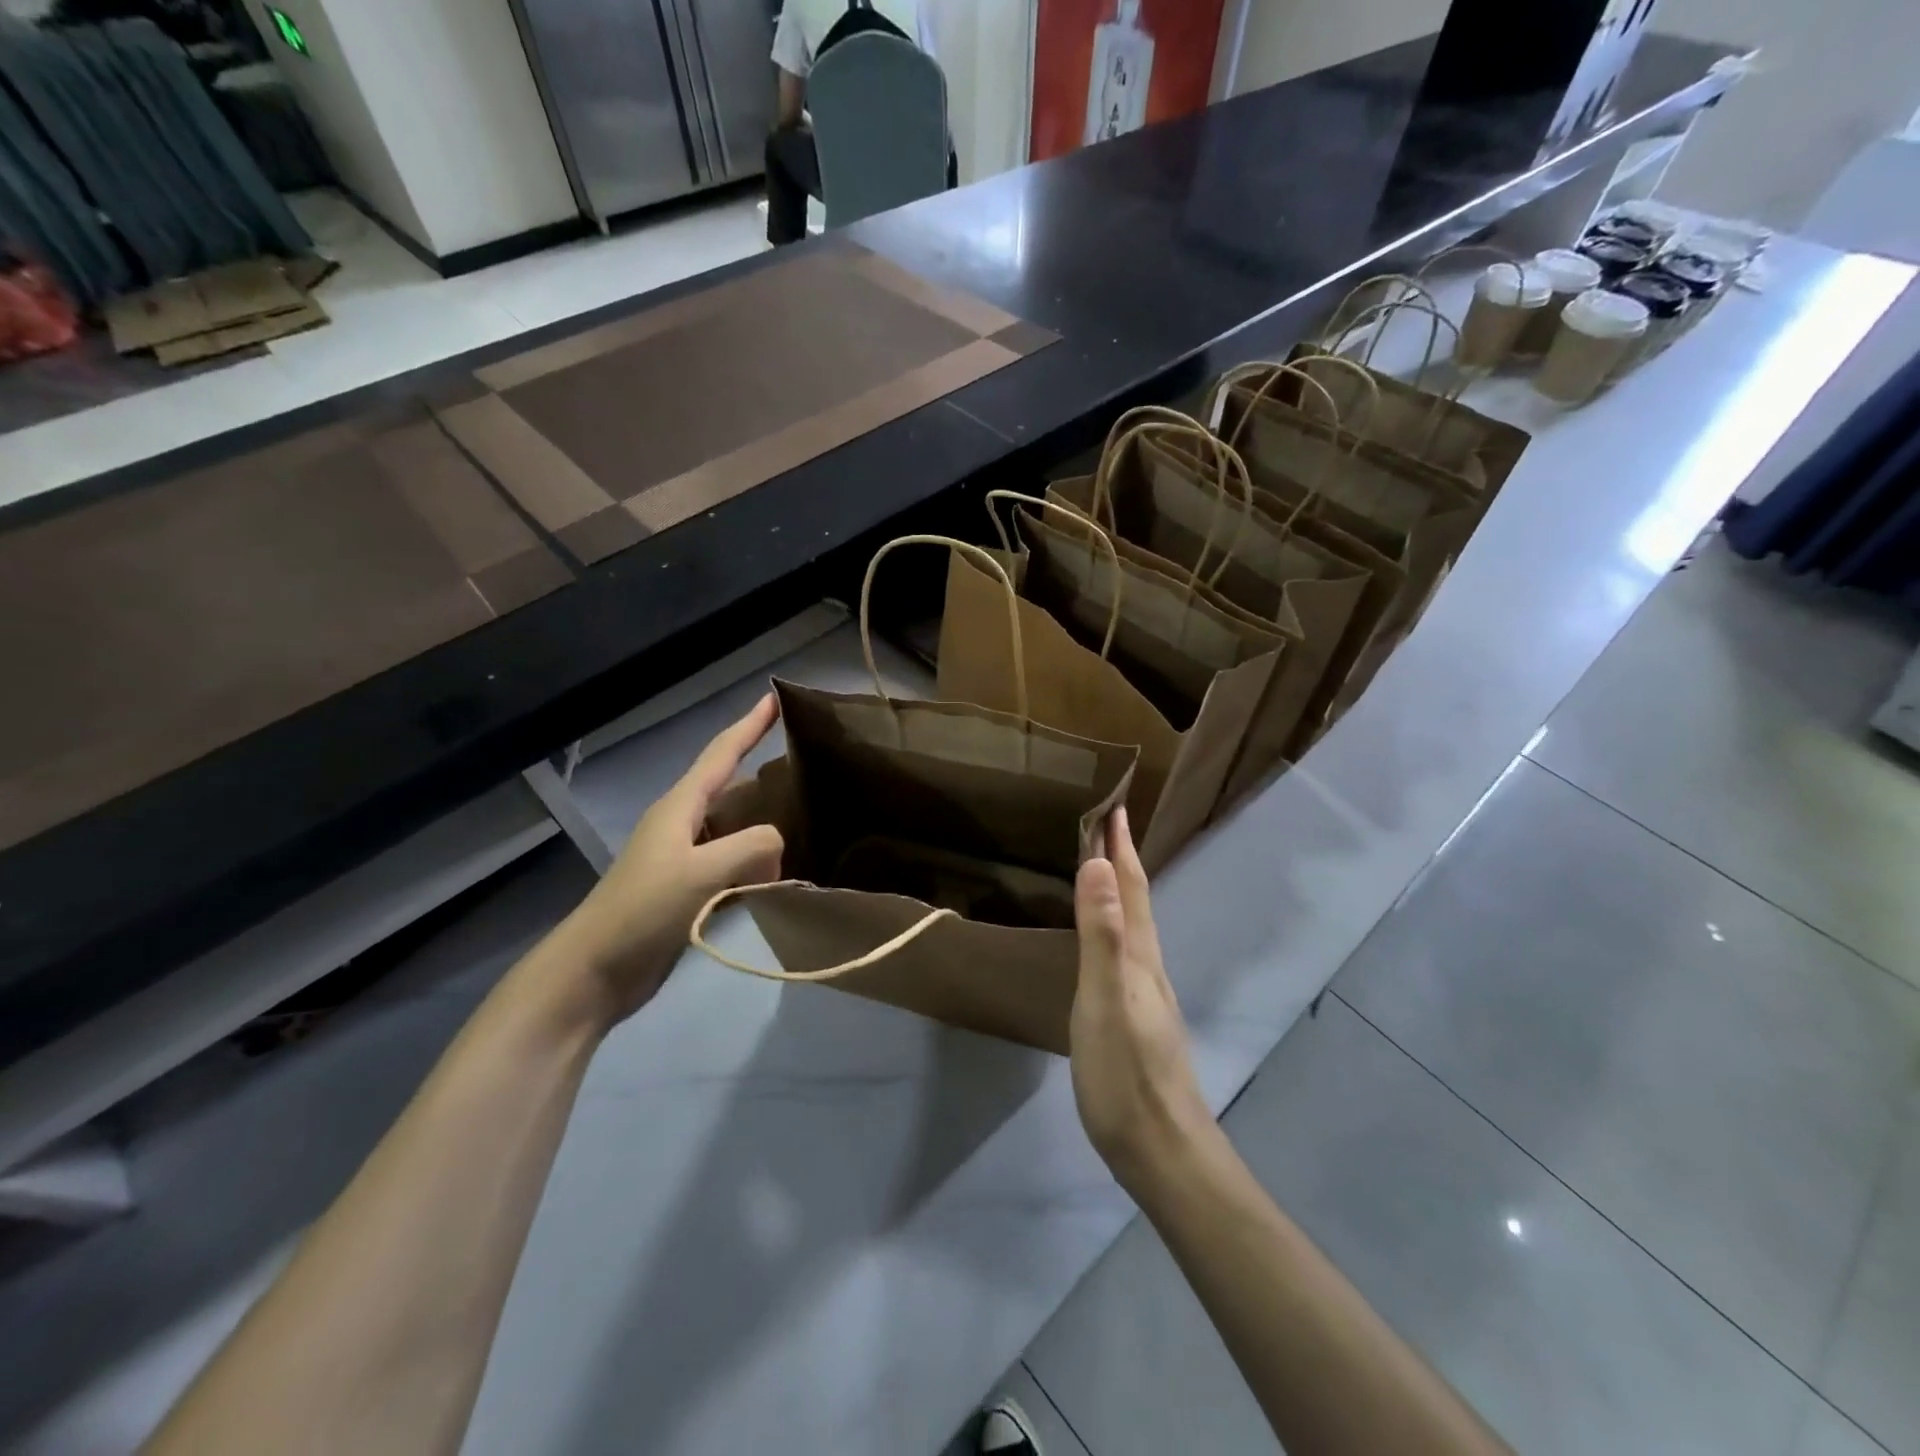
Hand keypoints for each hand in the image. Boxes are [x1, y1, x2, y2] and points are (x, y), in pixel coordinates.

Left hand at [551, 695, 784, 1026]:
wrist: (592, 973)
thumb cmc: (642, 912)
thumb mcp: (702, 872)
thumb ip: (751, 847)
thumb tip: (779, 846)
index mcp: (680, 807)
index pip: (721, 753)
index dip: (749, 724)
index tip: (775, 697)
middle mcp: (681, 825)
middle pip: (730, 788)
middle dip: (765, 776)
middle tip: (809, 771)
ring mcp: (682, 860)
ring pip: (733, 829)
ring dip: (763, 825)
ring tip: (806, 822)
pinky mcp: (685, 892)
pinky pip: (731, 864)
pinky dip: (755, 863)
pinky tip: (779, 874)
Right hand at [1070, 807, 1212, 1191]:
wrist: (1164, 1152)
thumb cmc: (1126, 1076)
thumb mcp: (1105, 1001)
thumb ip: (1101, 936)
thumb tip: (1097, 865)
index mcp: (1140, 956)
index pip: (1132, 886)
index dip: (1121, 846)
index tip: (1115, 805)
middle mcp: (1150, 967)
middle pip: (1139, 900)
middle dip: (1123, 859)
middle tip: (1109, 825)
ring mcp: (1149, 996)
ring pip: (1137, 926)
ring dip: (1123, 890)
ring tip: (1106, 870)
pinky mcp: (1140, 1019)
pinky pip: (1129, 952)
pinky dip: (1118, 927)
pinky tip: (1111, 943)